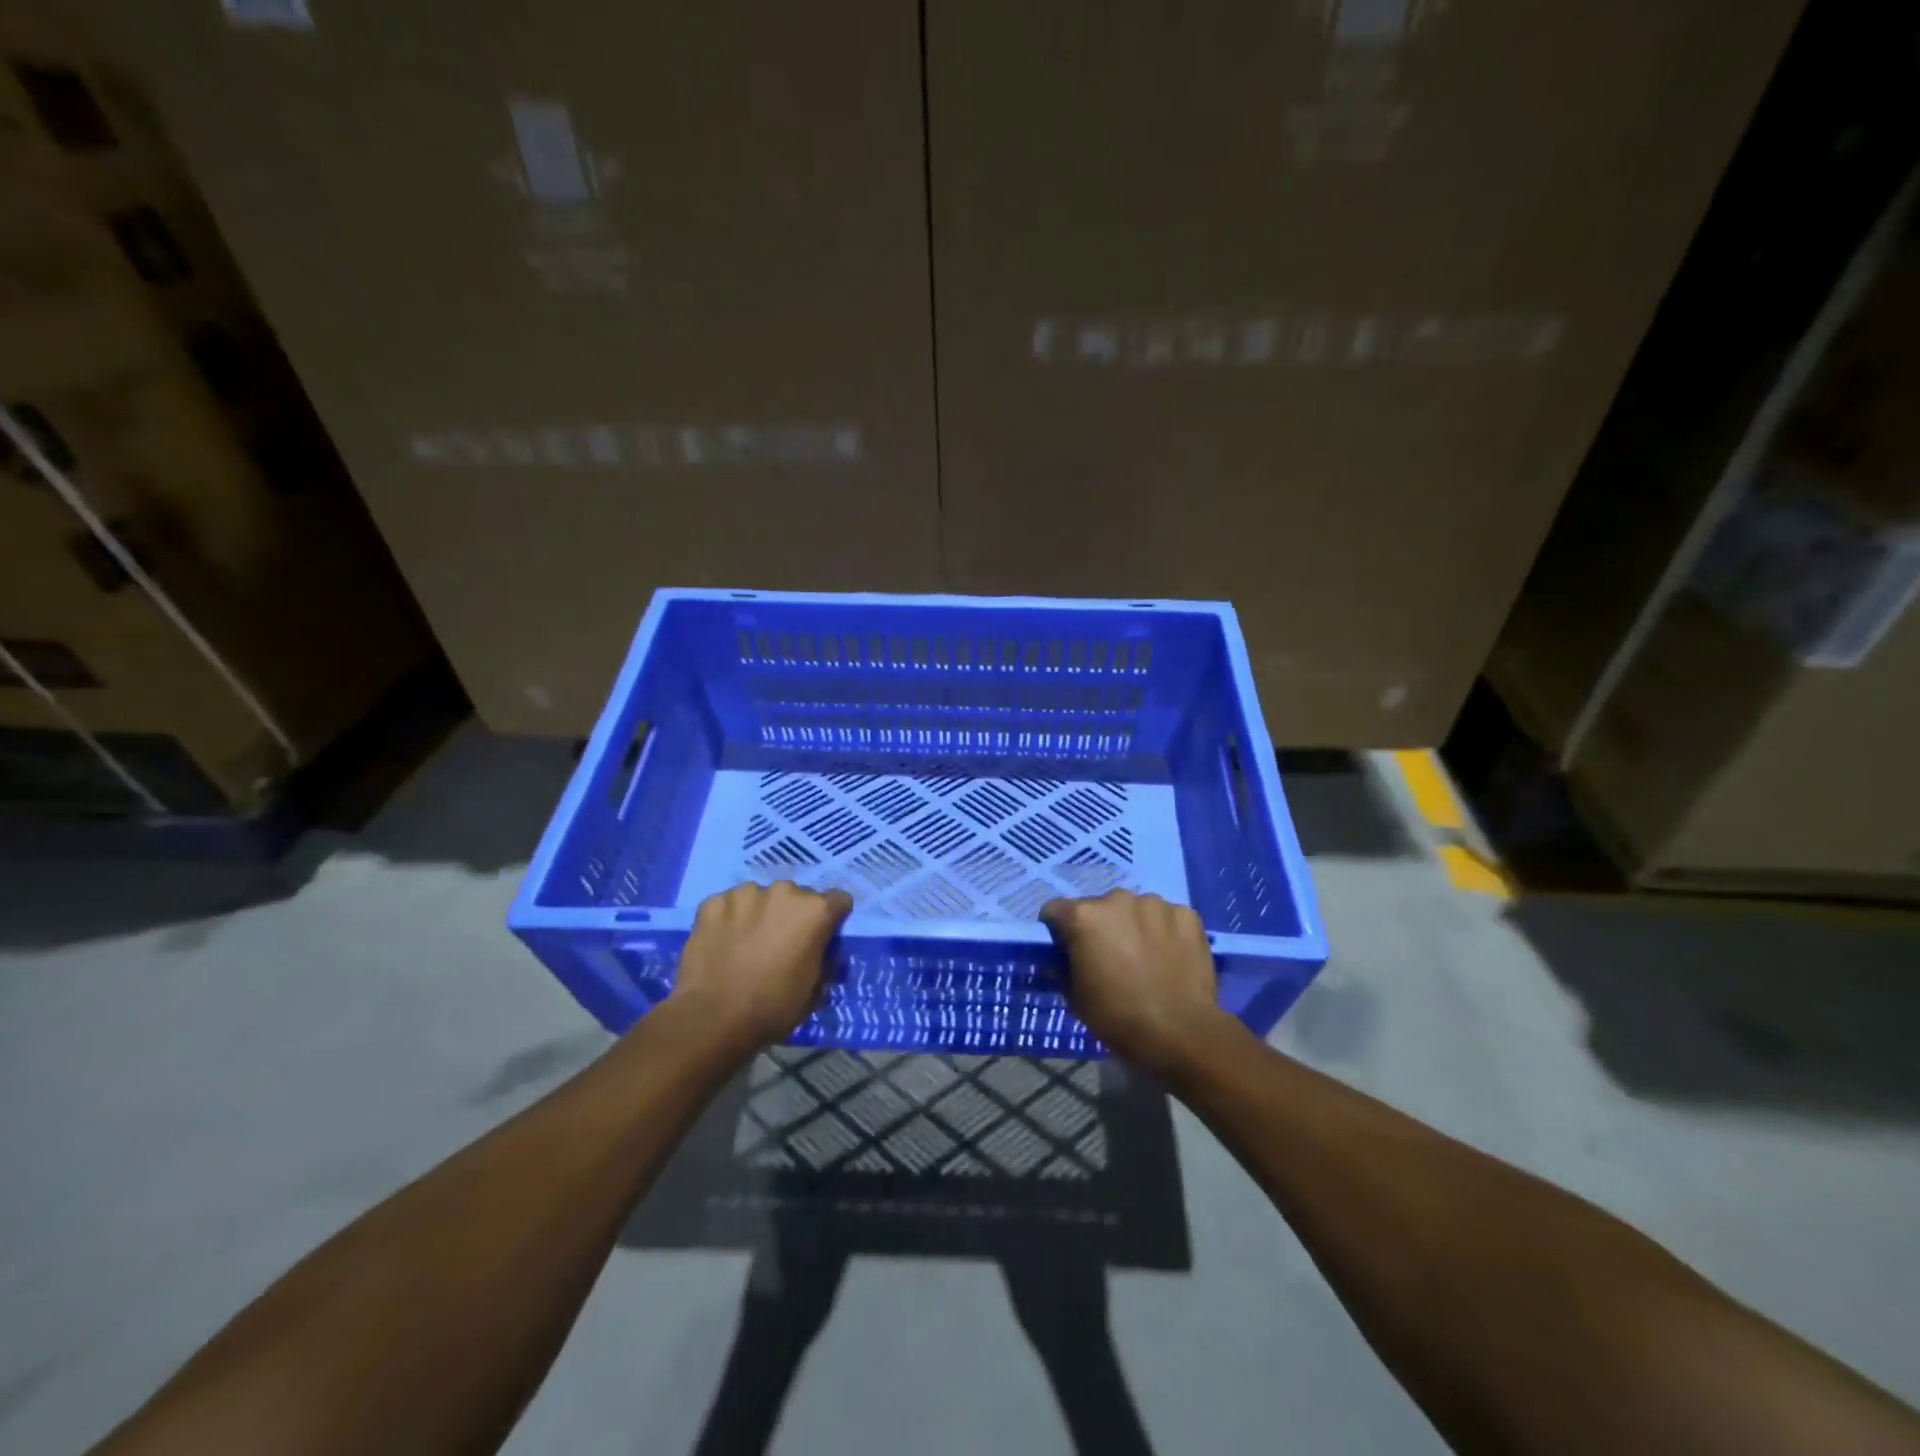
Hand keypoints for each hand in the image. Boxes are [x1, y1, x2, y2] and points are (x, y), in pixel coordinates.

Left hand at [669, 881, 853, 1048]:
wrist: (712, 1020)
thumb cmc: (772, 1008)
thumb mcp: (814, 991)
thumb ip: (824, 961)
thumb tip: (821, 953)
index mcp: (815, 911)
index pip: (838, 900)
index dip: (831, 920)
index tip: (820, 938)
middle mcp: (784, 891)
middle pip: (796, 897)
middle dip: (792, 915)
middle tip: (779, 944)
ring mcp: (745, 893)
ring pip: (760, 897)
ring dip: (759, 913)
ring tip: (746, 944)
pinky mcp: (712, 902)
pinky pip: (728, 905)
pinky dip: (728, 919)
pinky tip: (721, 944)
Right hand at [1040, 889, 1224, 1073]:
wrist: (1182, 1033)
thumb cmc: (1119, 1017)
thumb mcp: (1076, 999)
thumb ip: (1062, 970)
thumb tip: (1058, 961)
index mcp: (1084, 917)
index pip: (1055, 911)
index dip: (1058, 931)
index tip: (1068, 951)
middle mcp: (1117, 899)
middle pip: (1099, 908)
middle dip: (1101, 928)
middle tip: (1111, 958)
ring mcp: (1155, 904)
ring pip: (1136, 910)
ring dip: (1134, 926)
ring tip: (1146, 958)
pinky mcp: (1187, 915)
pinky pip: (1167, 918)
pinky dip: (1165, 932)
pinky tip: (1171, 958)